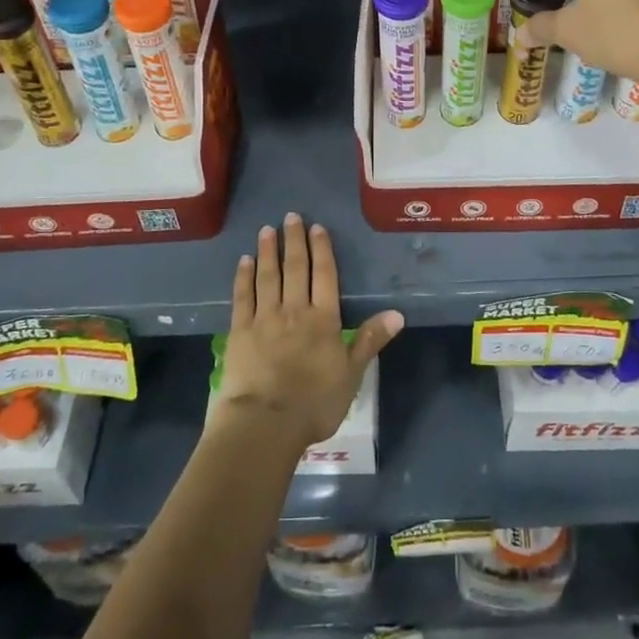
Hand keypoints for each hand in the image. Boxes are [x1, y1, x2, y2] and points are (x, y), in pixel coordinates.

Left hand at [216, 213, 403, 451]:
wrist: (266, 423)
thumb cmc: (314, 403)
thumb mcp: (351, 375)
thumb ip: (370, 340)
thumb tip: (398, 313)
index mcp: (323, 319)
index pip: (324, 275)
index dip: (321, 249)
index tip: (317, 228)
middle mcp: (294, 309)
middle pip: (295, 268)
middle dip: (294, 240)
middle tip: (291, 216)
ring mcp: (264, 318)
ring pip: (268, 276)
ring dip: (268, 251)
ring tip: (267, 229)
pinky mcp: (240, 331)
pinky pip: (243, 296)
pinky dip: (244, 276)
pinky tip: (244, 261)